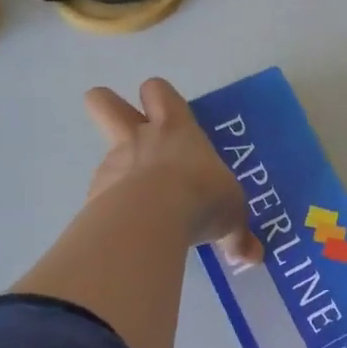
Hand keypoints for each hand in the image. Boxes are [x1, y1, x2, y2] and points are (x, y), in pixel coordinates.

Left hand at [83, 78, 261, 265]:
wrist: (150, 219)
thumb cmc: (201, 197)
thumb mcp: (231, 216)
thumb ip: (236, 234)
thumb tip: (252, 256)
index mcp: (176, 129)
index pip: (158, 92)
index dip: (159, 98)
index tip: (167, 115)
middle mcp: (140, 139)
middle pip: (104, 102)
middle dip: (109, 106)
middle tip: (128, 130)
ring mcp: (113, 165)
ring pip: (104, 154)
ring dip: (119, 172)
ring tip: (141, 206)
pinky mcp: (94, 196)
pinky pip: (101, 196)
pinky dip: (112, 210)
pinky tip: (129, 231)